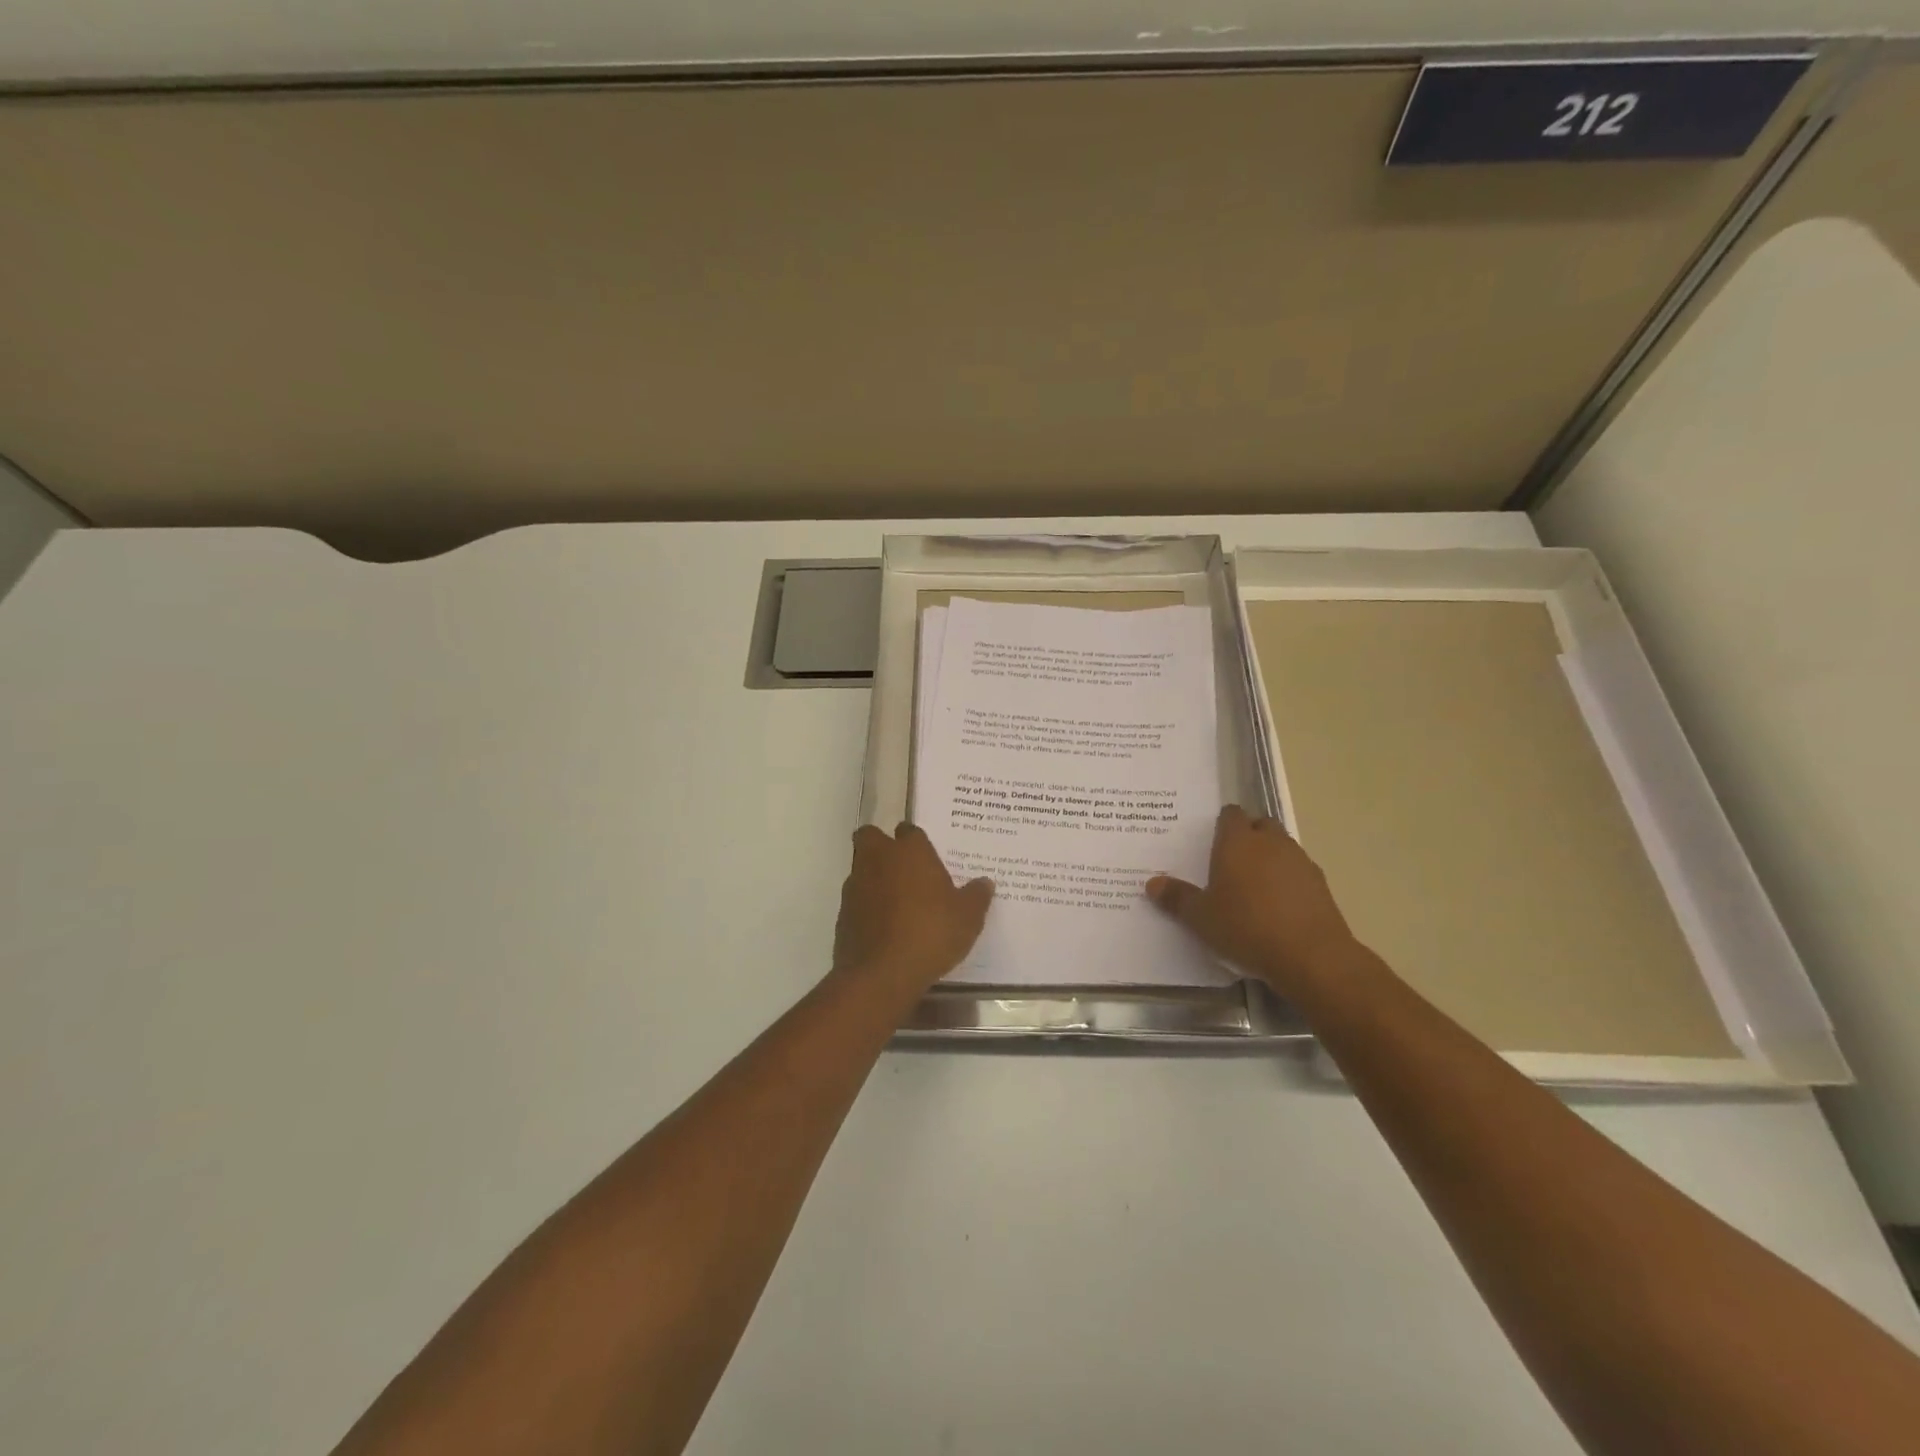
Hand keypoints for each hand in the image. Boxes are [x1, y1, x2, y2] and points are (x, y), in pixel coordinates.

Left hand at [832, 824, 993, 997]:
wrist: (882, 974)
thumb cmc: (931, 933)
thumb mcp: (968, 918)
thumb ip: (976, 896)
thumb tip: (985, 882)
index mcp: (910, 851)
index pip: (910, 831)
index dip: (916, 842)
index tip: (928, 858)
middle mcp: (878, 859)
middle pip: (871, 837)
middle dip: (881, 846)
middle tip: (902, 868)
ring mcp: (856, 885)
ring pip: (861, 868)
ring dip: (874, 878)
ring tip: (896, 903)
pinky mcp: (842, 914)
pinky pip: (856, 900)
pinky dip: (866, 907)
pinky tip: (884, 928)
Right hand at [1147, 805, 1359, 996]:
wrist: (1311, 956)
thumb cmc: (1246, 927)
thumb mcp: (1201, 918)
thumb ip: (1177, 898)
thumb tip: (1153, 883)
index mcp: (1238, 842)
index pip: (1230, 814)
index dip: (1221, 824)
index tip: (1211, 841)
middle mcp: (1270, 842)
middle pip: (1260, 824)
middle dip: (1248, 836)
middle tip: (1230, 862)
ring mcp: (1300, 861)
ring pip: (1282, 846)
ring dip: (1269, 857)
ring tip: (1254, 886)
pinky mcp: (1321, 884)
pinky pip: (1298, 871)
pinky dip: (1288, 880)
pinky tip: (1279, 906)